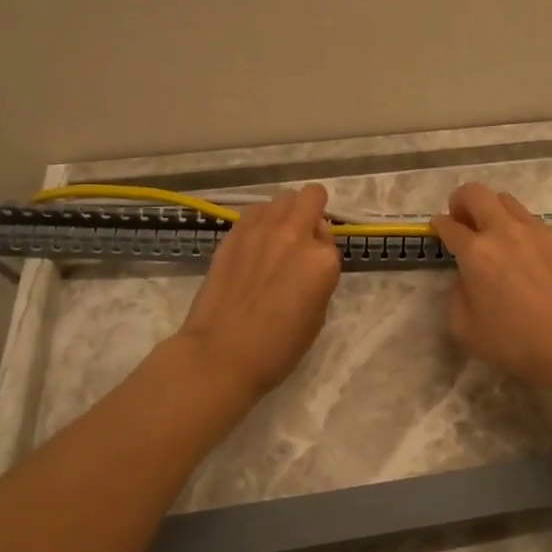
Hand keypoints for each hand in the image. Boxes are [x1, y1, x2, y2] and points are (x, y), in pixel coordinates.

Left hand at [176, 185, 340, 400]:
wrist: (221, 354)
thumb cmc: (277, 347)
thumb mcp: (317, 315)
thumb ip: (320, 276)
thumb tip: (310, 256)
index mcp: (322, 260)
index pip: (330, 238)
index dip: (323, 251)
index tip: (313, 269)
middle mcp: (294, 235)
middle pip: (311, 197)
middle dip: (313, 211)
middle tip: (304, 236)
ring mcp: (261, 230)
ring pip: (282, 198)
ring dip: (286, 212)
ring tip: (277, 238)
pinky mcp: (234, 234)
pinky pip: (255, 211)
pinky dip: (261, 220)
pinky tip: (254, 243)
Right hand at [429, 183, 551, 392]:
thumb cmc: (517, 343)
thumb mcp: (466, 330)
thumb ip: (456, 296)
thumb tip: (466, 277)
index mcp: (477, 252)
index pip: (449, 225)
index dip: (438, 224)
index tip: (437, 227)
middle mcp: (504, 231)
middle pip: (476, 193)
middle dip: (461, 200)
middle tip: (461, 220)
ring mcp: (535, 231)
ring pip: (506, 200)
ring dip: (491, 209)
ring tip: (493, 234)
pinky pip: (531, 220)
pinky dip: (518, 227)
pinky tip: (523, 253)